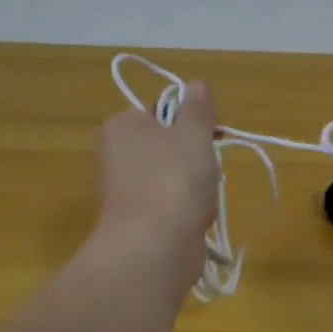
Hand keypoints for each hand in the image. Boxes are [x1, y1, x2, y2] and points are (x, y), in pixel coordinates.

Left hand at [95, 81, 219, 278]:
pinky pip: (174, 206)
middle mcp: (117, 155)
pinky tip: (197, 220)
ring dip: (199, 187)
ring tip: (202, 199)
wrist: (155, 246)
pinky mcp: (139, 222)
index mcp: (123, 126)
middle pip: (172, 146)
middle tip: (209, 168)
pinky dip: (190, 212)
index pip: (162, 110)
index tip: (215, 132)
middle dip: (198, 158)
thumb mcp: (193, 133)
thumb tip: (197, 85)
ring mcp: (127, 191)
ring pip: (178, 178)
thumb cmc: (173, 179)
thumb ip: (198, 108)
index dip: (192, 119)